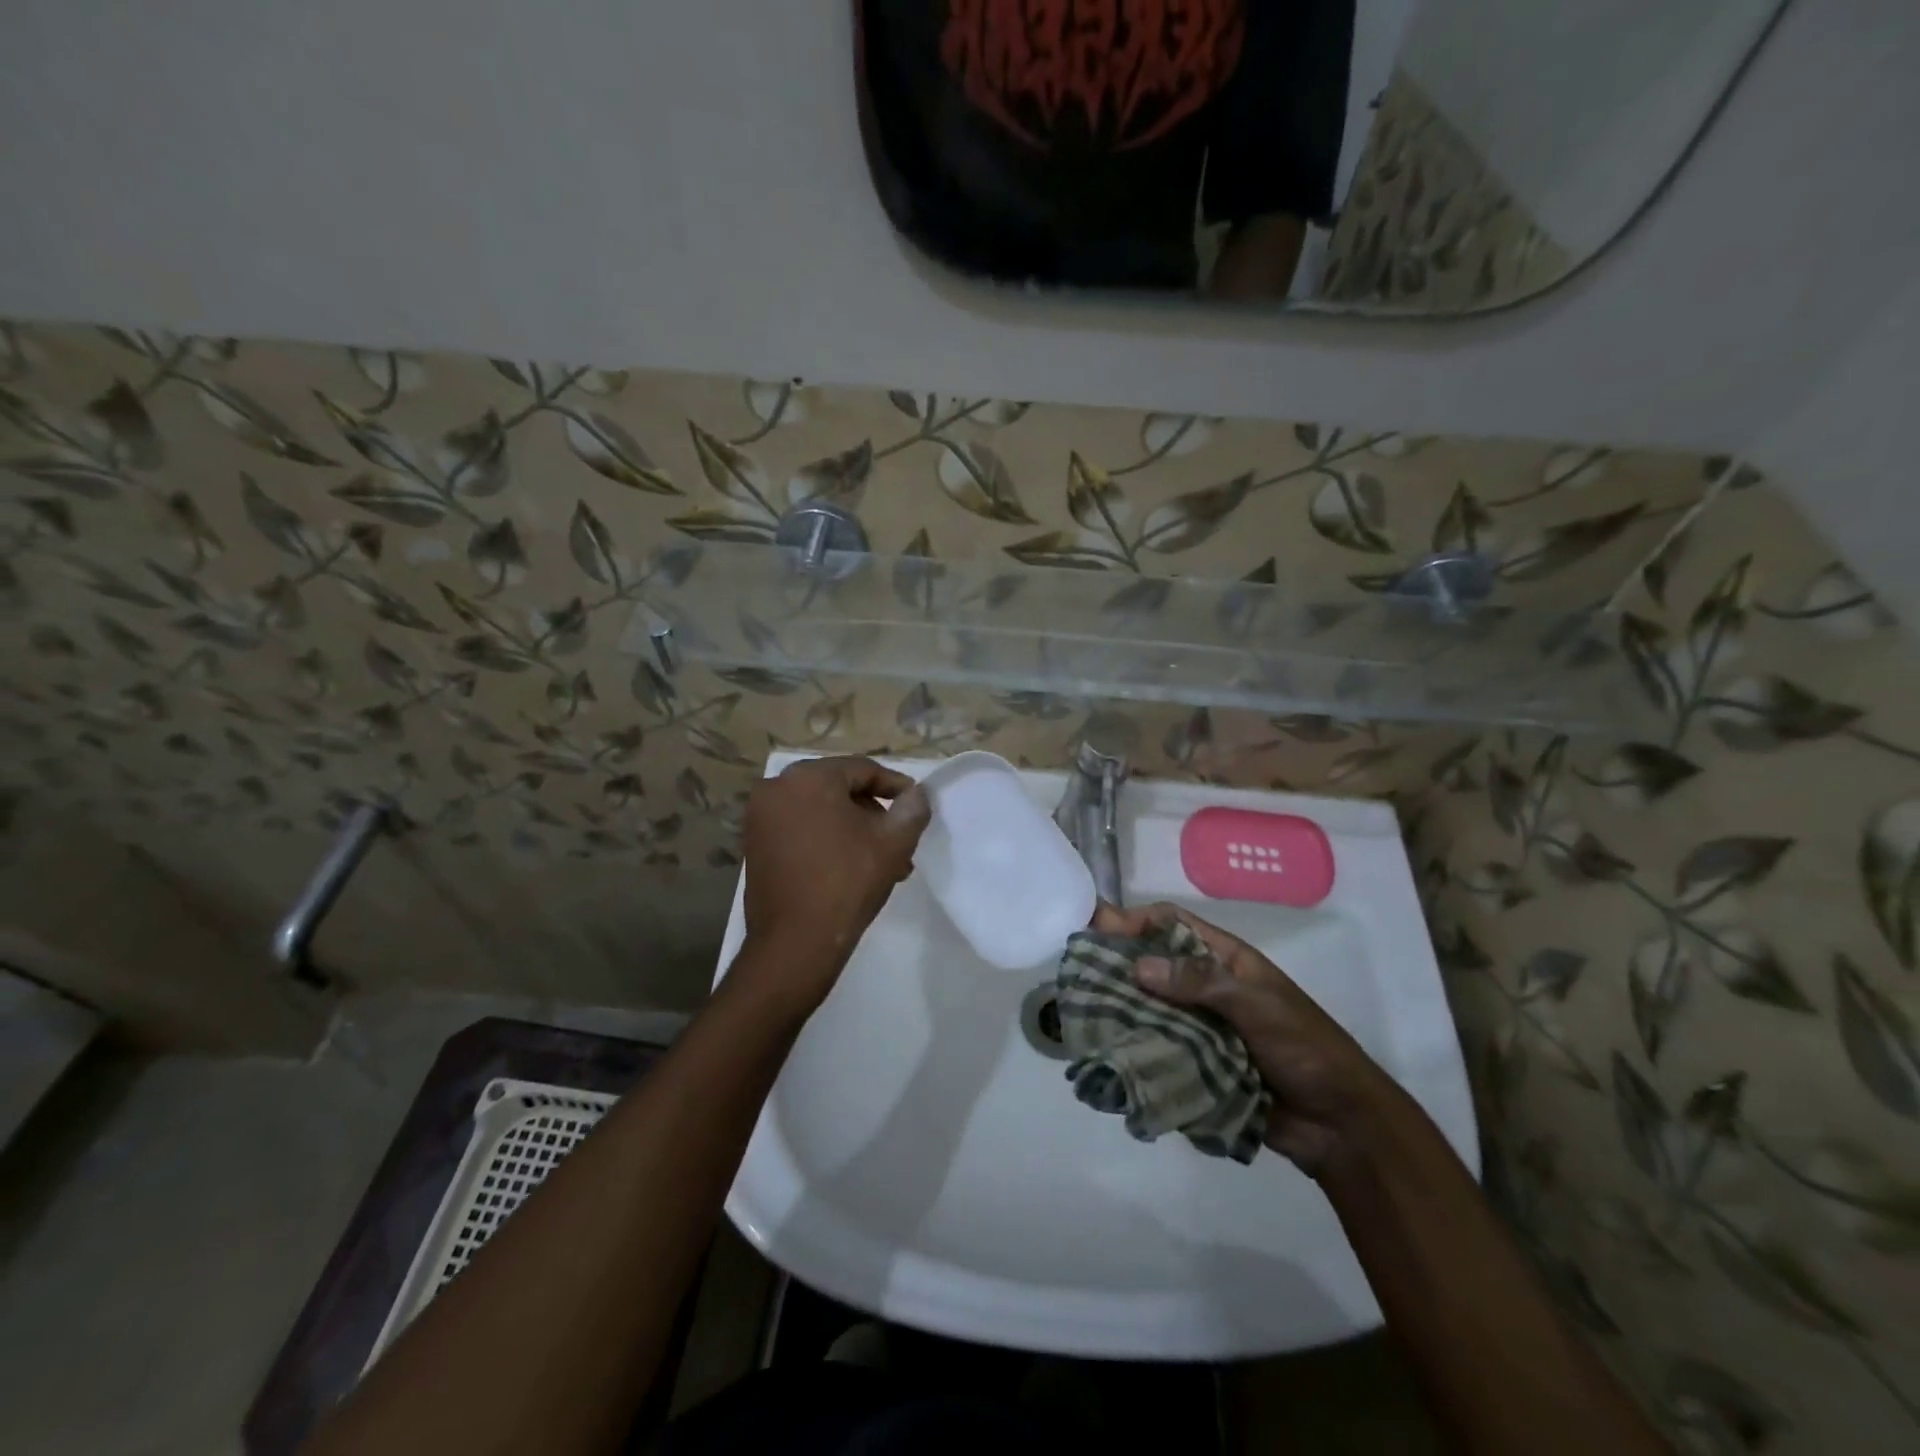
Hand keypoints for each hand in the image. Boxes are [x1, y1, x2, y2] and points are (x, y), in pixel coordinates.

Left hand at [738, 756, 929, 1012]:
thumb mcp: (893, 843)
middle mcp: (776, 788)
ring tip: (882, 862)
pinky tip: (851, 867)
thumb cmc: (847, 883)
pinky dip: (827, 839)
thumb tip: (916, 794)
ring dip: (853, 830)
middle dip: (873, 813)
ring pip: (820, 811)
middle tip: (899, 840)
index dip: (895, 786)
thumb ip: (912, 809)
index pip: (862, 770)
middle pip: (839, 789)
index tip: (916, 805)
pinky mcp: (754, 845)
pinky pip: (800, 829)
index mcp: (808, 777)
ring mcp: (760, 818)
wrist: (795, 943)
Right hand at [1093, 902, 1391, 1177]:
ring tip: (1083, 1014)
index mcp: (1225, 961)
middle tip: (1077, 974)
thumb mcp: (1257, 1005)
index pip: (1172, 925)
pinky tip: (1108, 1053)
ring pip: (1151, 1008)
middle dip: (1118, 966)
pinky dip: (1135, 1048)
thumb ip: (1200, 982)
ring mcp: (1201, 1027)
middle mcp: (1207, 988)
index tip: (1099, 930)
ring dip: (1122, 1009)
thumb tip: (1137, 965)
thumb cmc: (1305, 1048)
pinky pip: (1159, 1048)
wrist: (1340, 1125)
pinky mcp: (1197, 1065)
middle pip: (1153, 966)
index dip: (1136, 921)